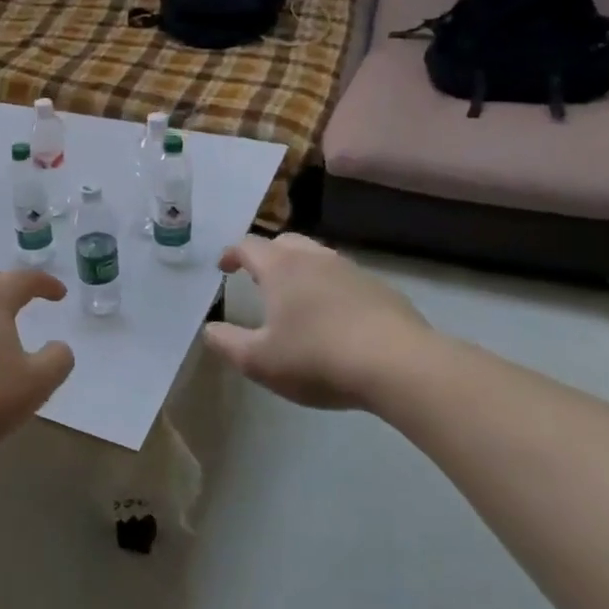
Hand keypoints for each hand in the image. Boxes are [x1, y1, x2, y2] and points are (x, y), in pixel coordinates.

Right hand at [203, 234, 434, 410]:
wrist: (399, 366)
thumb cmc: (316, 358)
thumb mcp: (258, 361)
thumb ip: (227, 343)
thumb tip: (209, 329)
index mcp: (281, 268)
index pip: (249, 246)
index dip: (232, 254)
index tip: (224, 268)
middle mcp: (315, 259)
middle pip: (286, 242)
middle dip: (267, 255)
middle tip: (258, 277)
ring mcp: (353, 272)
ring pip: (319, 258)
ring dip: (301, 270)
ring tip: (296, 297)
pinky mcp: (382, 290)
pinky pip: (346, 280)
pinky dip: (331, 289)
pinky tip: (335, 318)